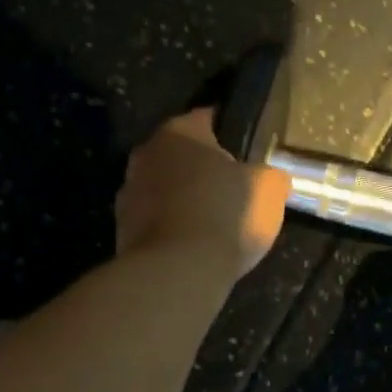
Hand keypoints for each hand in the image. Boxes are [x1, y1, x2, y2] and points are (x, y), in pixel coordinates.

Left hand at [115, 109, 290, 276]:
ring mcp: (128, 192)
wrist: (177, 273)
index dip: (231, 133)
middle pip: (182, 155)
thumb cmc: (226, 216)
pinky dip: (173, 228)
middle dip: (204, 169)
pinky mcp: (121, 230)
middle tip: (234, 189)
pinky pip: (156, 220)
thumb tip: (268, 176)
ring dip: (185, 200)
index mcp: (179, 132)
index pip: (208, 118)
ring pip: (166, 188)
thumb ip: (270, 174)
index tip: (248, 151)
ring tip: (215, 224)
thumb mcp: (269, 189)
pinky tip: (194, 247)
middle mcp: (146, 153)